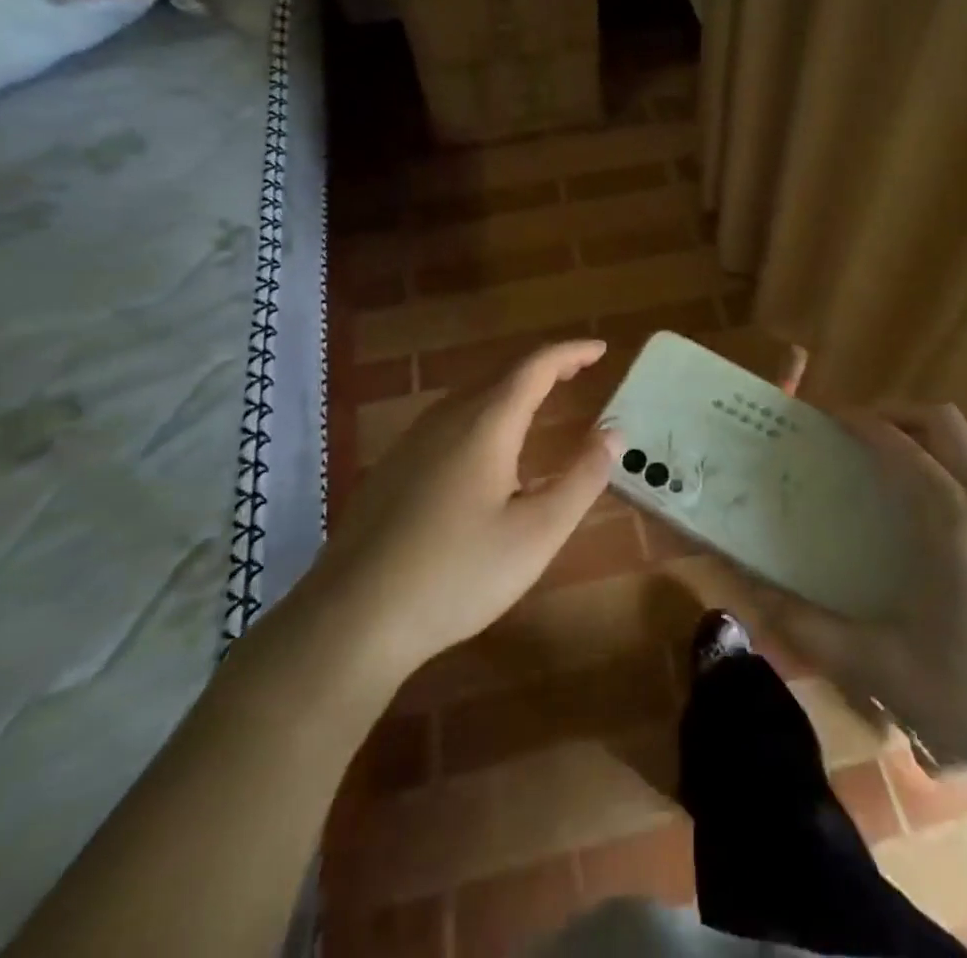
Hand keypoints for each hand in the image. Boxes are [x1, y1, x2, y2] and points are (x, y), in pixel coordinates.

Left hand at [313, 340, 618, 681]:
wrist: (352, 618)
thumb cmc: (457, 573)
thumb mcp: (537, 534)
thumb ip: (581, 479)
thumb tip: (613, 433)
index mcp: (486, 424)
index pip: (535, 366)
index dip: (571, 352)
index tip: (600, 348)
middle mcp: (447, 418)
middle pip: (502, 374)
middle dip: (544, 367)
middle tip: (578, 371)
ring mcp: (413, 441)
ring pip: (472, 396)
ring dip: (512, 389)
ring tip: (540, 400)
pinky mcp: (393, 467)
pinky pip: (450, 420)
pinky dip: (485, 413)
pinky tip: (487, 450)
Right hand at [755, 403, 966, 772]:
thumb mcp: (883, 667)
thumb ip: (812, 629)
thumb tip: (756, 599)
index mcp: (953, 521)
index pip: (900, 445)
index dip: (859, 423)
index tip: (823, 420)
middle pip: (942, 421)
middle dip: (894, 414)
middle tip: (853, 433)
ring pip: (965, 440)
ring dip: (920, 433)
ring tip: (879, 461)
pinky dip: (942, 459)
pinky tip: (918, 506)